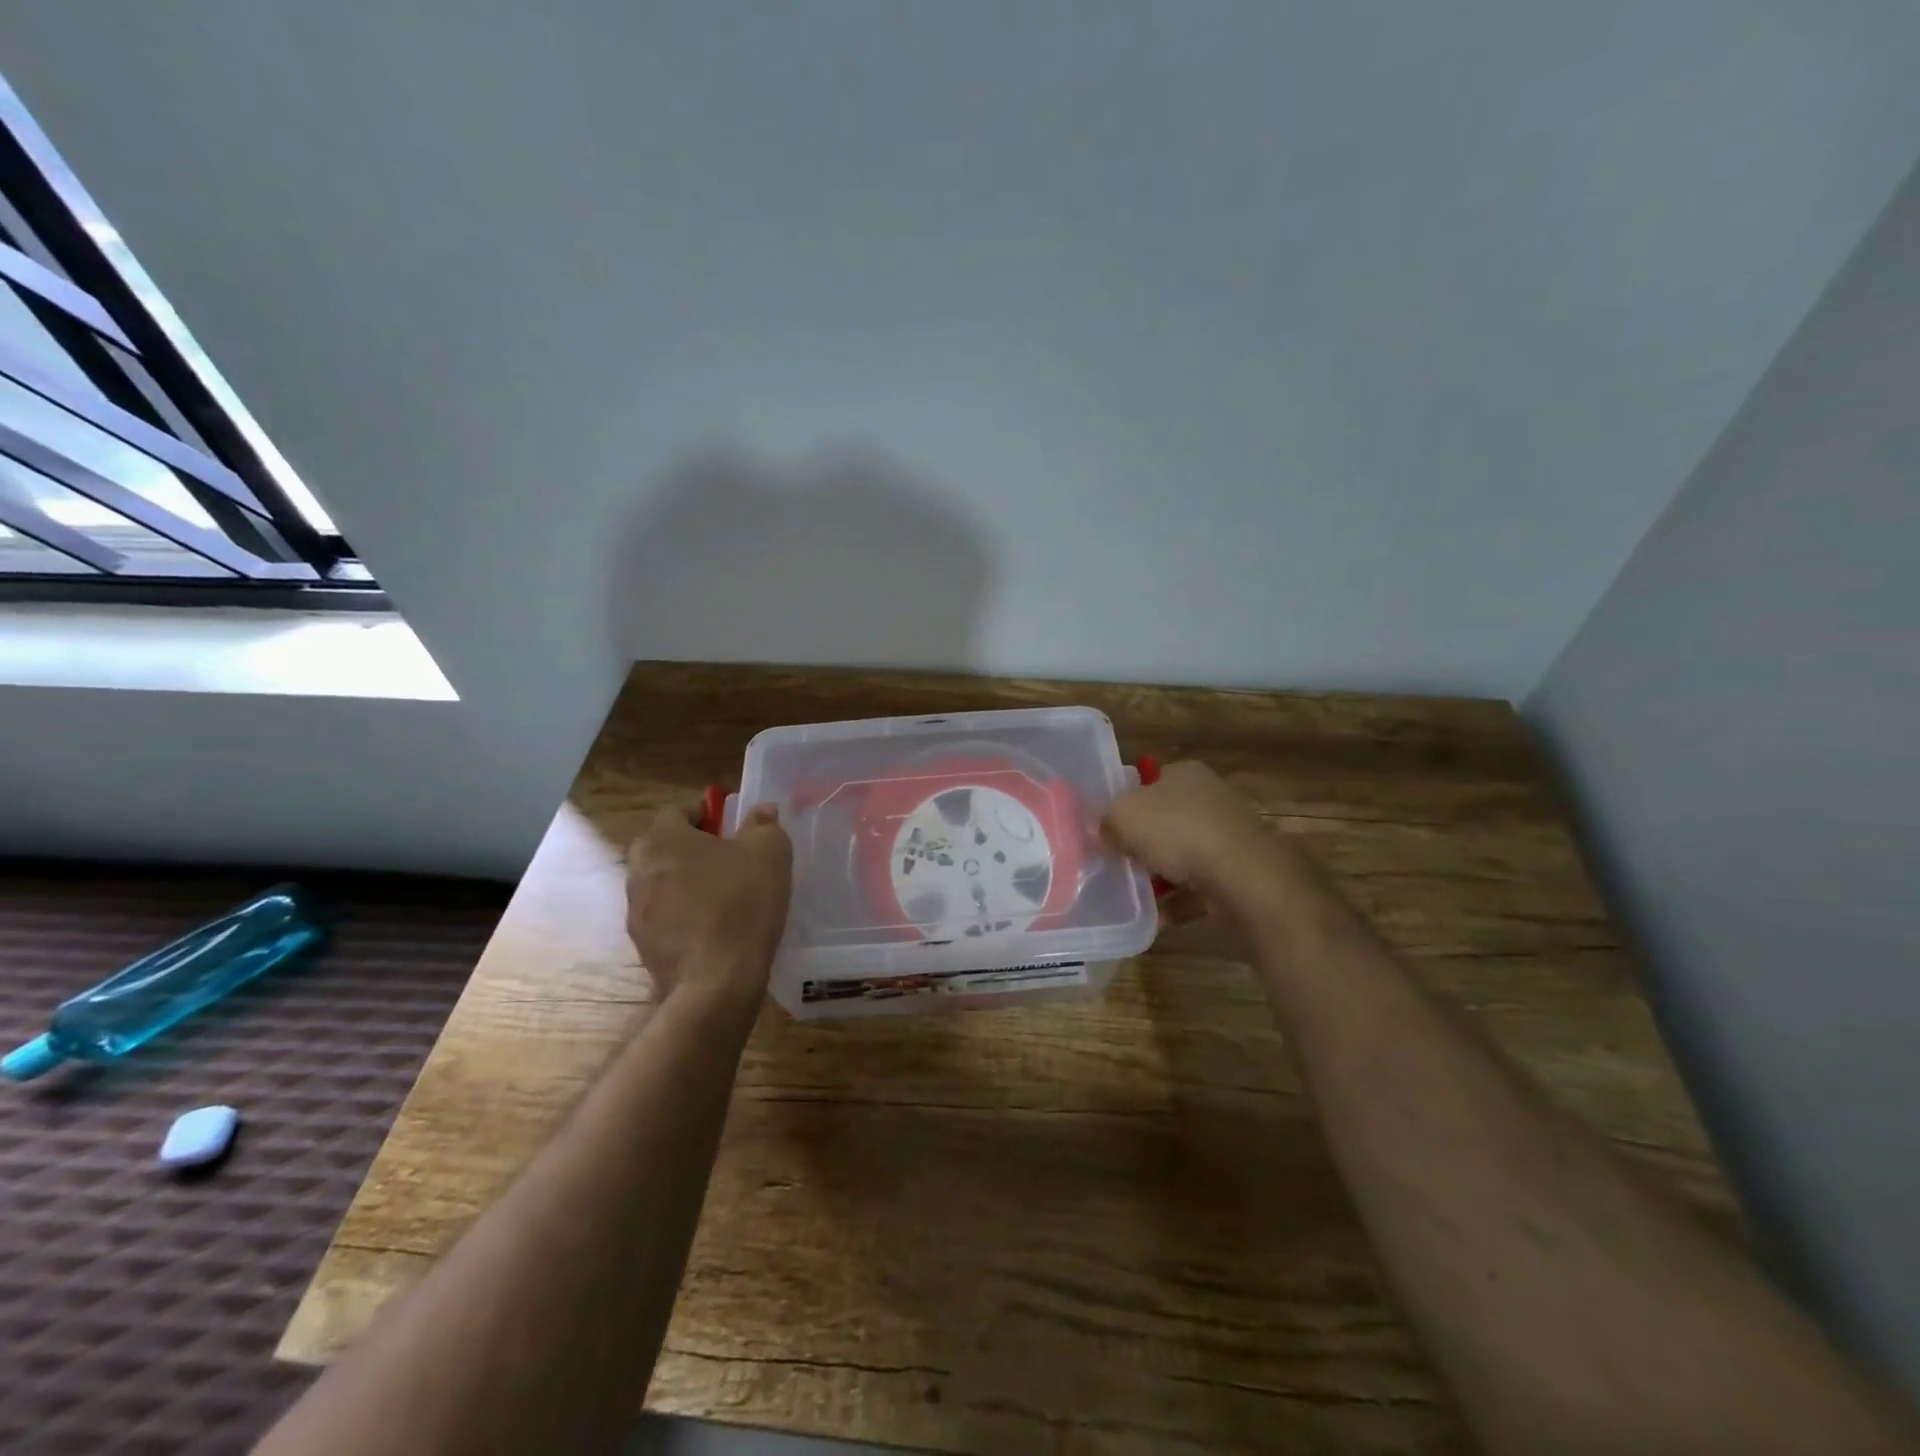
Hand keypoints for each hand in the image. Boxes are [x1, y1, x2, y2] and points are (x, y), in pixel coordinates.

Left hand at [626, 803, 792, 1005]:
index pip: (677, 811)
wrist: (716, 982)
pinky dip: (683, 914)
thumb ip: (764, 824)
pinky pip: (663, 915)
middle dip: (691, 847)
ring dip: (685, 882)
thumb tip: (761, 810)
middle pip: (663, 846)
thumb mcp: (770, 853)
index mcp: (664, 838)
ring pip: (661, 882)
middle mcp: (639, 869)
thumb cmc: (742, 904)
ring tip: (721, 896)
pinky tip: (712, 927)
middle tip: (727, 859)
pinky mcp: (642, 944)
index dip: (705, 815)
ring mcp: (636, 910)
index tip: (731, 828)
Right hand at [1102, 760, 1289, 906]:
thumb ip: (1106, 821)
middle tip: (1114, 861)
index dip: (1126, 801)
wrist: (1245, 877)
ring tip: (1131, 895)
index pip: (1149, 780)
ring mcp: (1228, 836)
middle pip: (1165, 819)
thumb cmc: (1179, 832)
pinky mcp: (1238, 872)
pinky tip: (1155, 918)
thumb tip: (1100, 831)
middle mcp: (1210, 798)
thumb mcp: (1123, 817)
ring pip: (1182, 855)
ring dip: (1159, 875)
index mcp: (1185, 774)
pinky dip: (1178, 901)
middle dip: (1142, 842)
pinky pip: (1198, 887)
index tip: (1107, 826)